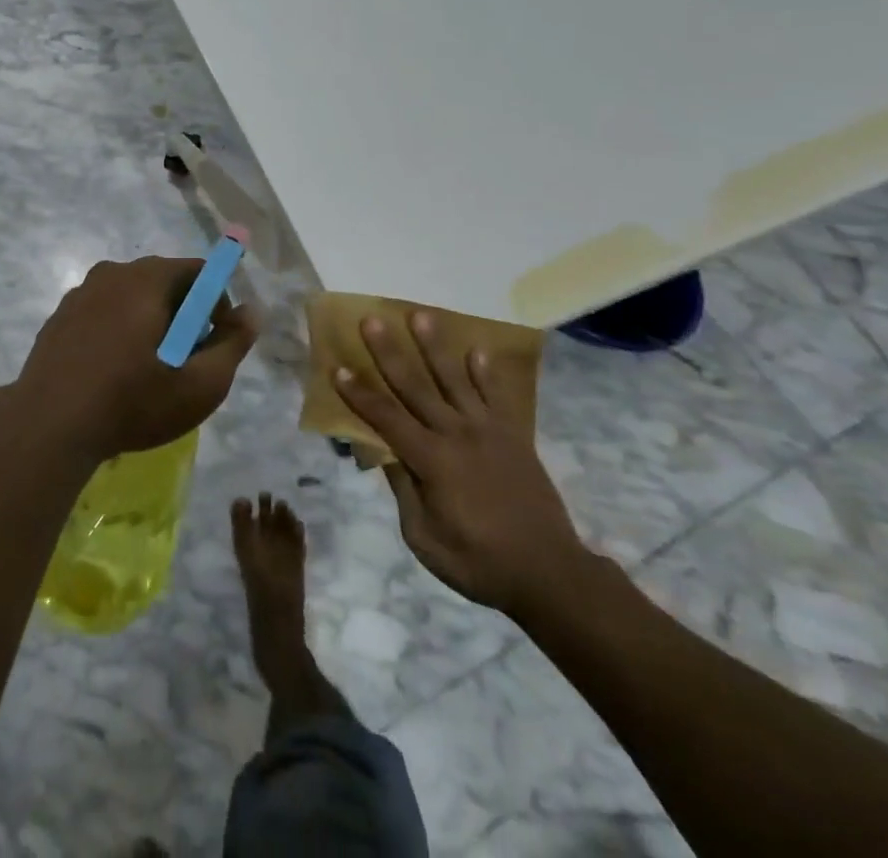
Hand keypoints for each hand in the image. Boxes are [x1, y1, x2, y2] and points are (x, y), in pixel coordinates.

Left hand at [15, 257, 258, 461]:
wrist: (47, 427)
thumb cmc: (131, 402)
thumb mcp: (199, 384)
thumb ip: (233, 344)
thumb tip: (252, 311)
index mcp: (146, 278)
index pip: (198, 271)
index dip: (217, 305)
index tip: (213, 343)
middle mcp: (112, 273)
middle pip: (164, 282)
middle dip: (184, 316)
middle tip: (185, 362)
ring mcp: (80, 294)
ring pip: (132, 299)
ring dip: (150, 325)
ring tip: (149, 372)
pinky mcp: (59, 318)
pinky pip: (103, 314)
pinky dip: (118, 333)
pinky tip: (114, 373)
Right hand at [335, 311, 589, 616]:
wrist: (548, 572)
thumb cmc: (478, 562)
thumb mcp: (425, 539)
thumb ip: (404, 491)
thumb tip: (385, 454)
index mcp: (431, 461)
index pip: (386, 419)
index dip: (360, 394)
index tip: (339, 368)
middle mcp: (456, 434)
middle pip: (415, 386)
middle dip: (390, 353)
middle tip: (372, 320)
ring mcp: (487, 431)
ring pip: (454, 379)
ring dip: (435, 347)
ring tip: (420, 316)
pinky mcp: (513, 436)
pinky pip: (497, 396)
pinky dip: (486, 373)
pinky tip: (477, 350)